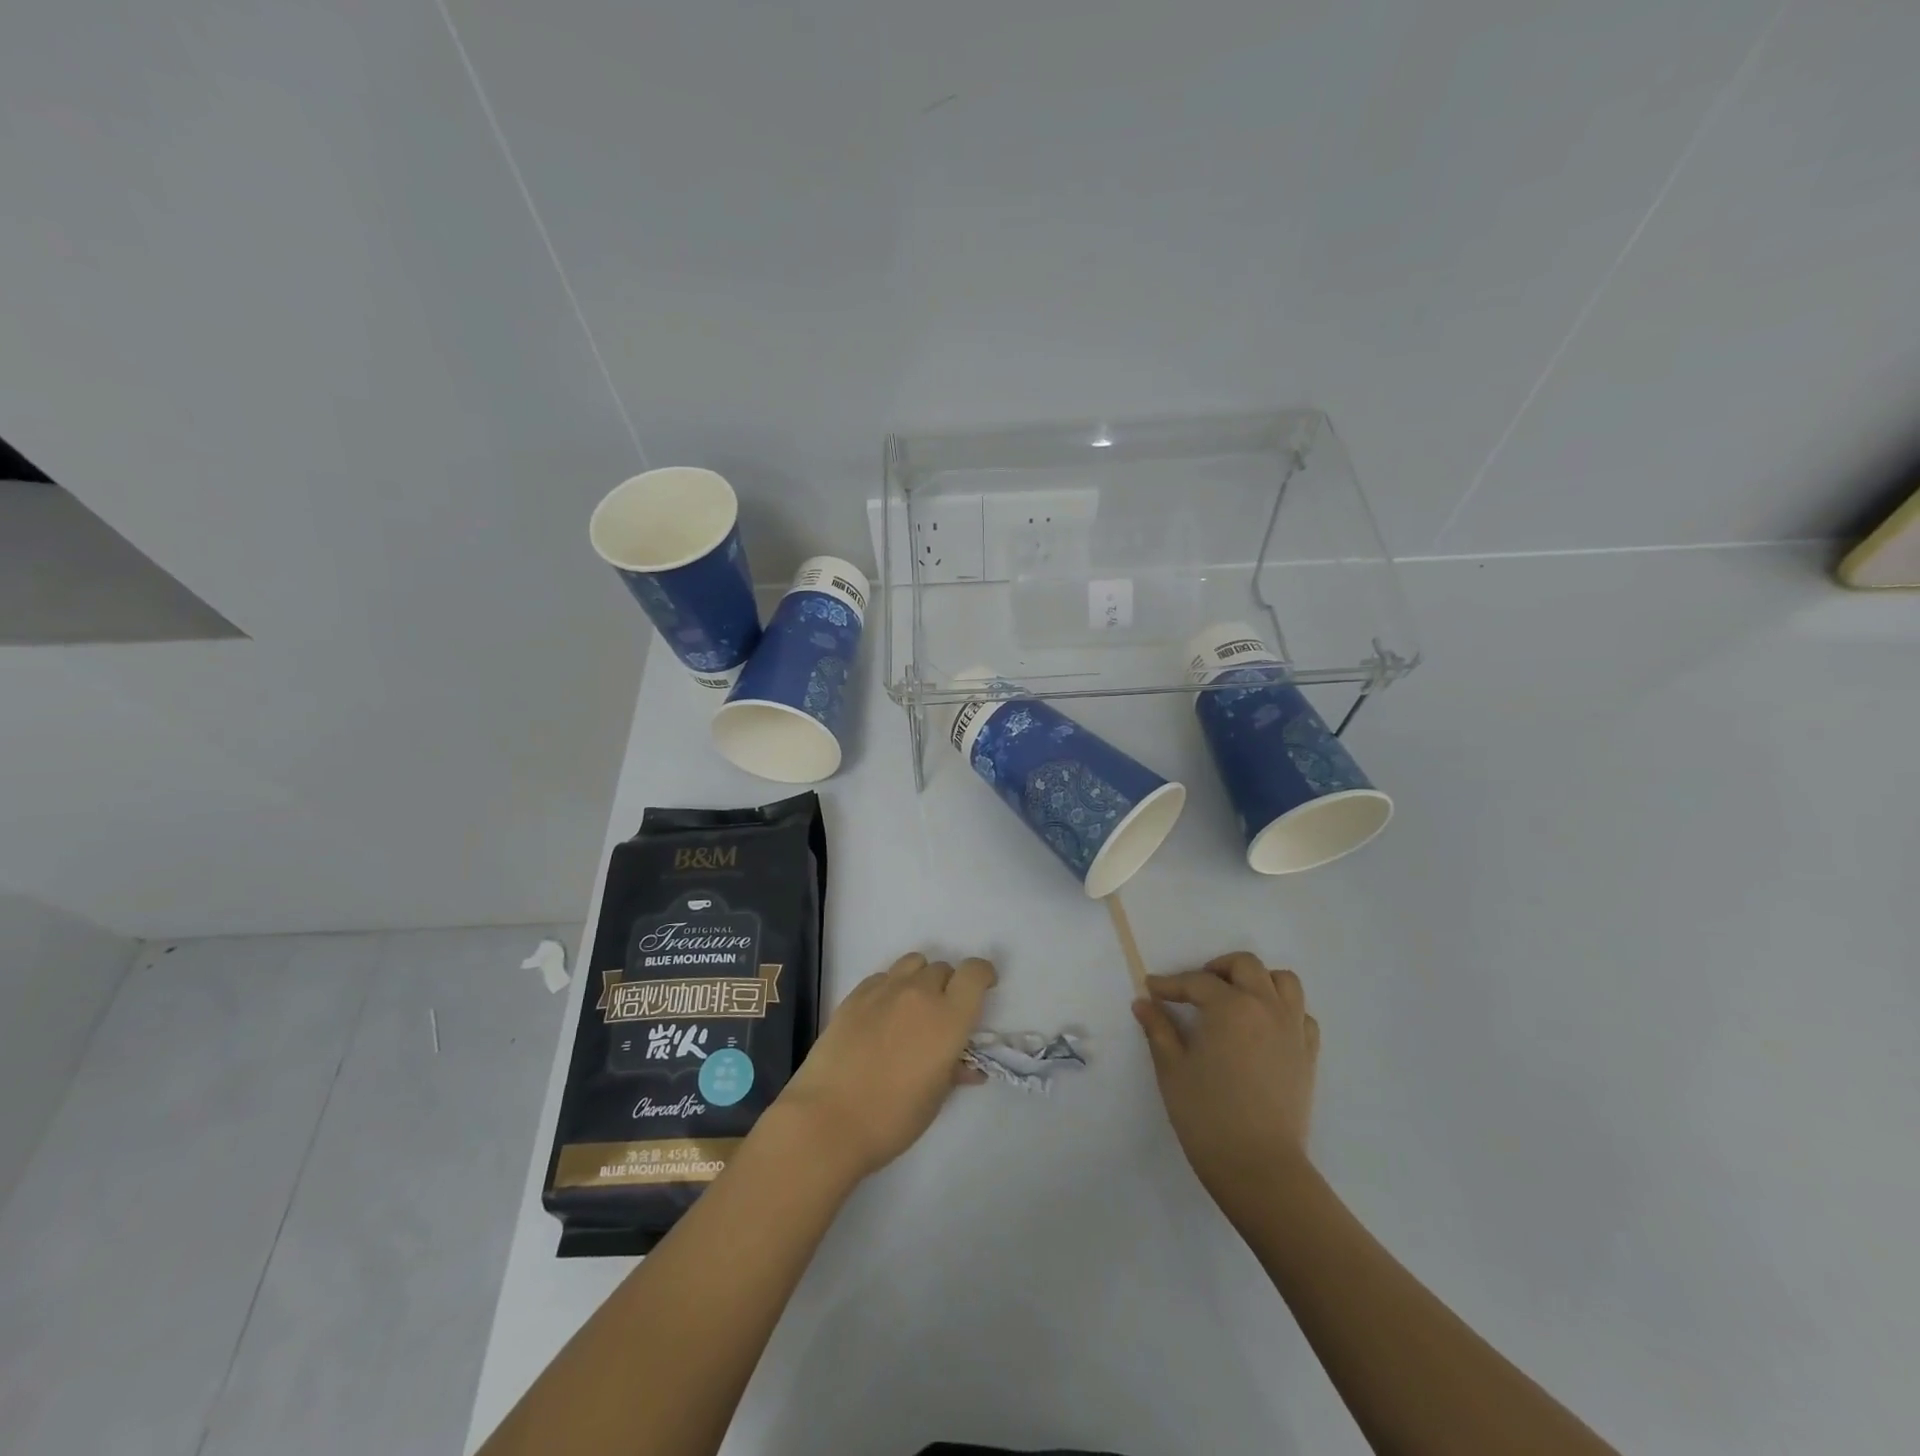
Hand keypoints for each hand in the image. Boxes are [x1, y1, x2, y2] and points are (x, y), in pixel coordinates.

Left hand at [775, 952, 995, 1179]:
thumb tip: (967, 1065)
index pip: (975, 972)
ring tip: (912, 1007)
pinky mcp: (854, 995)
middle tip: (942, 1014)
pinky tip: (882, 1015)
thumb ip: (955, 1071)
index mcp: (949, 1018)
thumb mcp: (935, 1098)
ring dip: (920, 979)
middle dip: (949, 985)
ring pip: (913, 963)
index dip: (983, 975)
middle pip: (943, 968)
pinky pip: (883, 976)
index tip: (984, 988)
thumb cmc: (892, 1117)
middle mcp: (919, 993)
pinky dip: (891, 987)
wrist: (827, 1119)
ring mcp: (884, 990)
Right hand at [1133, 953, 1319, 1217]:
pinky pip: (1301, 1014)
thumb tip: (1143, 1003)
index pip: (1196, 982)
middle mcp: (1265, 1007)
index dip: (1170, 984)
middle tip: (1195, 990)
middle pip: (1245, 965)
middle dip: (1216, 969)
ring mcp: (1293, 1029)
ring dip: (1257, 980)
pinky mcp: (1309, 1054)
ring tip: (1235, 999)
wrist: (1260, 1168)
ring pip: (1283, 981)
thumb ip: (1158, 1030)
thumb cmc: (1208, 1116)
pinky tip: (1263, 1027)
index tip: (1151, 989)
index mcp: (1230, 1007)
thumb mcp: (1172, 1069)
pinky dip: (1283, 1009)